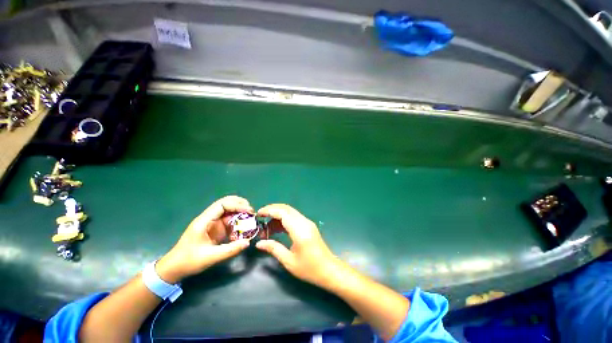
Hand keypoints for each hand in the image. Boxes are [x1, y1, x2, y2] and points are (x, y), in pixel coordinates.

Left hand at [156, 196, 253, 282]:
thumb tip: (248, 242)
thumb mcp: (210, 257)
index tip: (249, 211)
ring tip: (251, 217)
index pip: (222, 205)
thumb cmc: (188, 261)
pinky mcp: (215, 229)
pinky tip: (244, 226)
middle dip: (240, 204)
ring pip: (228, 211)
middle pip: (226, 203)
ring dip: (240, 212)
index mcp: (204, 221)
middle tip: (251, 211)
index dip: (237, 205)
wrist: (173, 269)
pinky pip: (228, 220)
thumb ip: (230, 250)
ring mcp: (212, 223)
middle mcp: (208, 218)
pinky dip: (237, 221)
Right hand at [255, 204, 338, 287]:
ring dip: (278, 215)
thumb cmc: (309, 268)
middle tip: (260, 218)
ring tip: (266, 228)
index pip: (283, 212)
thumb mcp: (289, 261)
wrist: (329, 269)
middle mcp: (304, 222)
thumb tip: (259, 243)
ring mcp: (307, 223)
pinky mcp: (308, 225)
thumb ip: (273, 249)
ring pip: (290, 212)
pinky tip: (276, 229)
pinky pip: (294, 217)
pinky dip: (284, 220)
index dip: (269, 210)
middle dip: (272, 210)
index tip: (258, 214)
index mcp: (299, 230)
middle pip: (286, 209)